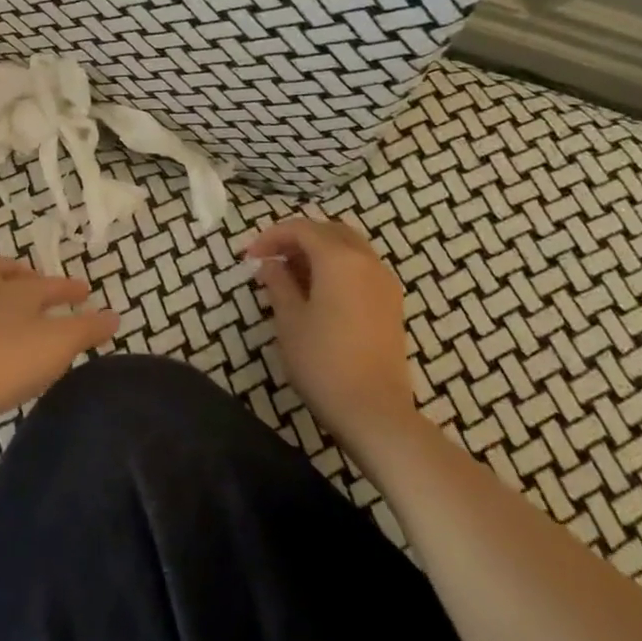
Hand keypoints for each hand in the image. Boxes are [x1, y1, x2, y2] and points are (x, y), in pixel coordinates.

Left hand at [0, 256, 118, 431]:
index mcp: (17, 291)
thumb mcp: (59, 343)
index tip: (84, 292)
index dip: (68, 287)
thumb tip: (113, 315)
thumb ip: (87, 329)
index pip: (48, 284)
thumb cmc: (9, 357)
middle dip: (14, 272)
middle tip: (32, 282)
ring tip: (9, 309)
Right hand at [247, 217, 417, 454]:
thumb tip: (271, 265)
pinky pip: (361, 268)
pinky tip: (318, 293)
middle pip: (329, 231)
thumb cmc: (323, 361)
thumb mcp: (289, 319)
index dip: (271, 237)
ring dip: (318, 252)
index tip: (249, 257)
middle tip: (272, 260)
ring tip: (291, 276)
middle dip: (298, 238)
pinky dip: (337, 267)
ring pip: (349, 248)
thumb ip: (278, 283)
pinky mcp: (391, 304)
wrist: (375, 411)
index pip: (301, 229)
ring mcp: (384, 282)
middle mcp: (367, 261)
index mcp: (339, 259)